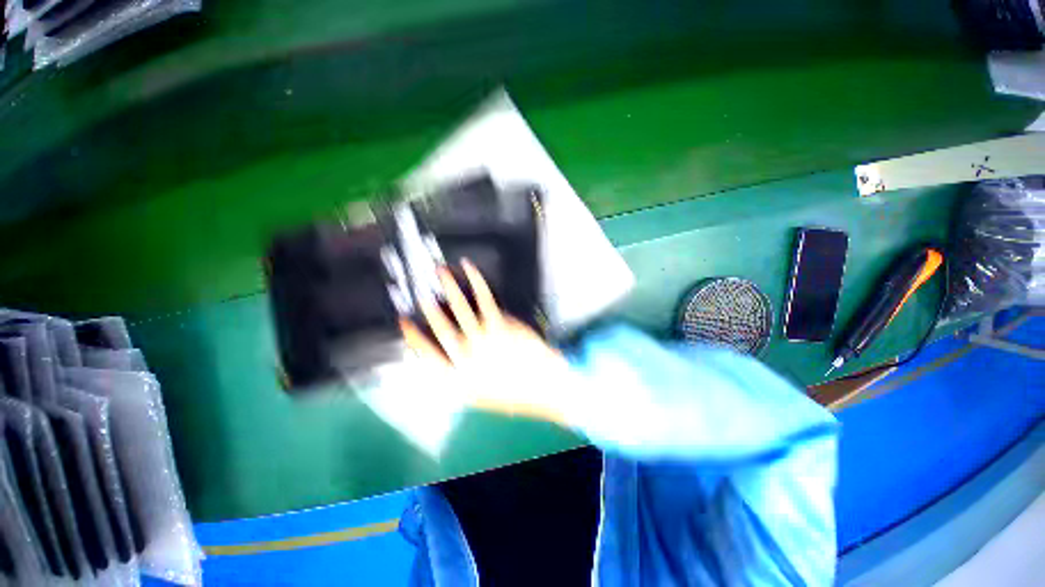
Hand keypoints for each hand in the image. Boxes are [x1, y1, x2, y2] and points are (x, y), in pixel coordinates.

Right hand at [399, 260, 571, 423]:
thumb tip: (445, 346)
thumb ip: (457, 374)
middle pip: (440, 326)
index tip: (404, 320)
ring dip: (448, 285)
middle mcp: (466, 358)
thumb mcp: (477, 395)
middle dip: (427, 305)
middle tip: (419, 289)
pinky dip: (475, 281)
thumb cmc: (512, 392)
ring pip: (459, 307)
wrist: (544, 387)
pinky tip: (469, 269)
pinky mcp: (501, 325)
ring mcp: (484, 340)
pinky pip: (484, 298)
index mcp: (456, 379)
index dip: (412, 335)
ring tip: (439, 271)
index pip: (425, 354)